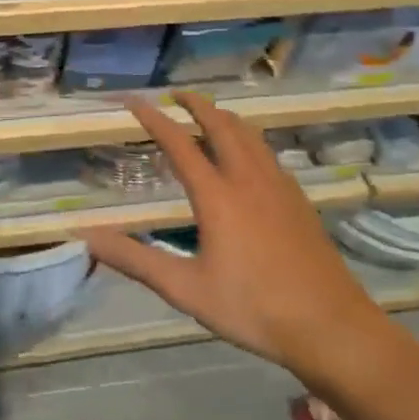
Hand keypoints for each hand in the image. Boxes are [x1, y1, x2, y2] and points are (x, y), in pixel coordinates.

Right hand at [83, 92, 388, 384]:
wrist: (330, 325)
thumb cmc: (253, 308)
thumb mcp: (187, 289)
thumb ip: (136, 260)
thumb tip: (88, 237)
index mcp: (217, 194)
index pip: (178, 142)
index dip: (153, 117)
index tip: (133, 99)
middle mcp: (247, 177)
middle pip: (220, 123)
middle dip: (195, 103)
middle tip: (175, 94)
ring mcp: (278, 184)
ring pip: (248, 133)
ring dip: (223, 116)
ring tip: (208, 115)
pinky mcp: (297, 198)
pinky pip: (266, 151)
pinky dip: (247, 137)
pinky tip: (247, 157)